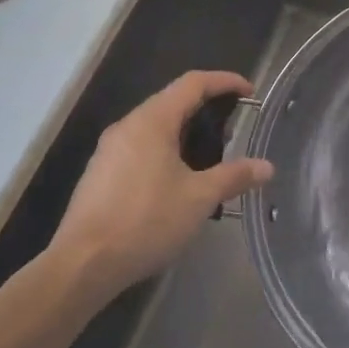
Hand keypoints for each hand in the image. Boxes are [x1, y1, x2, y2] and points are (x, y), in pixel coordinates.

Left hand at [47, 70, 272, 307]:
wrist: (82, 266)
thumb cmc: (146, 221)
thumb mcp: (200, 198)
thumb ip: (234, 176)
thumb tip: (266, 167)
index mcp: (151, 122)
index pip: (193, 83)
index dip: (224, 81)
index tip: (250, 92)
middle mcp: (127, 127)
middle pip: (173, 102)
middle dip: (207, 109)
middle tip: (234, 130)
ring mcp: (109, 152)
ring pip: (155, 127)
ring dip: (186, 133)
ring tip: (212, 158)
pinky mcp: (101, 175)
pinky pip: (141, 149)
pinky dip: (167, 152)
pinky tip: (179, 182)